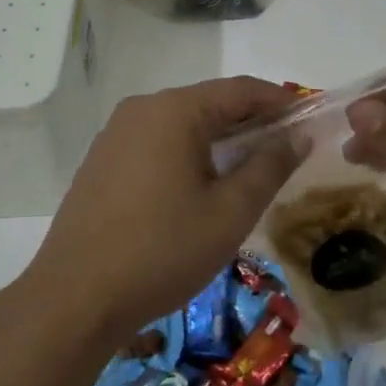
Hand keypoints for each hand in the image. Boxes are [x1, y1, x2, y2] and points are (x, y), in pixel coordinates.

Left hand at [21, 78, 304, 345]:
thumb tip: (298, 135)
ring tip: (248, 170)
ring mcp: (116, 133)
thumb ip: (269, 167)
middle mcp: (142, 109)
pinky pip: (156, 142)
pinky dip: (186, 153)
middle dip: (249, 122)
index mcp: (174, 110)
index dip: (278, 101)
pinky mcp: (102, 160)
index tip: (309, 119)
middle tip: (284, 151)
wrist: (76, 296)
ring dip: (217, 139)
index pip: (239, 90)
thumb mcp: (229, 212)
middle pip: (208, 103)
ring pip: (181, 124)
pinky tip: (199, 186)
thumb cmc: (162, 250)